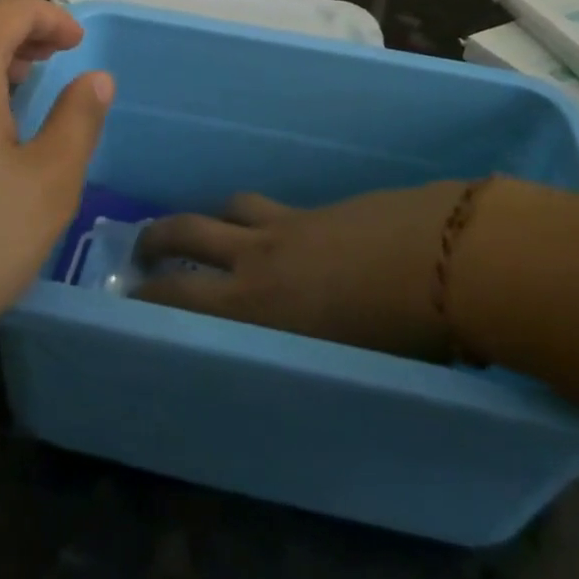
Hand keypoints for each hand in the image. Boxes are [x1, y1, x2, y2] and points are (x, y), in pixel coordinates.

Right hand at [134, 181, 478, 360]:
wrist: (450, 260)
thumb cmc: (401, 336)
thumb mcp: (340, 370)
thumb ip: (300, 363)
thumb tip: (283, 371)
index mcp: (256, 305)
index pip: (178, 294)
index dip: (147, 293)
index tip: (128, 298)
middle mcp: (259, 257)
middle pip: (188, 231)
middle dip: (157, 237)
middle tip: (142, 247)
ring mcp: (291, 223)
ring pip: (229, 208)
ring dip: (210, 218)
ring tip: (209, 231)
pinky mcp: (322, 207)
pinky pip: (273, 207)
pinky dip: (260, 219)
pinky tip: (283, 235)